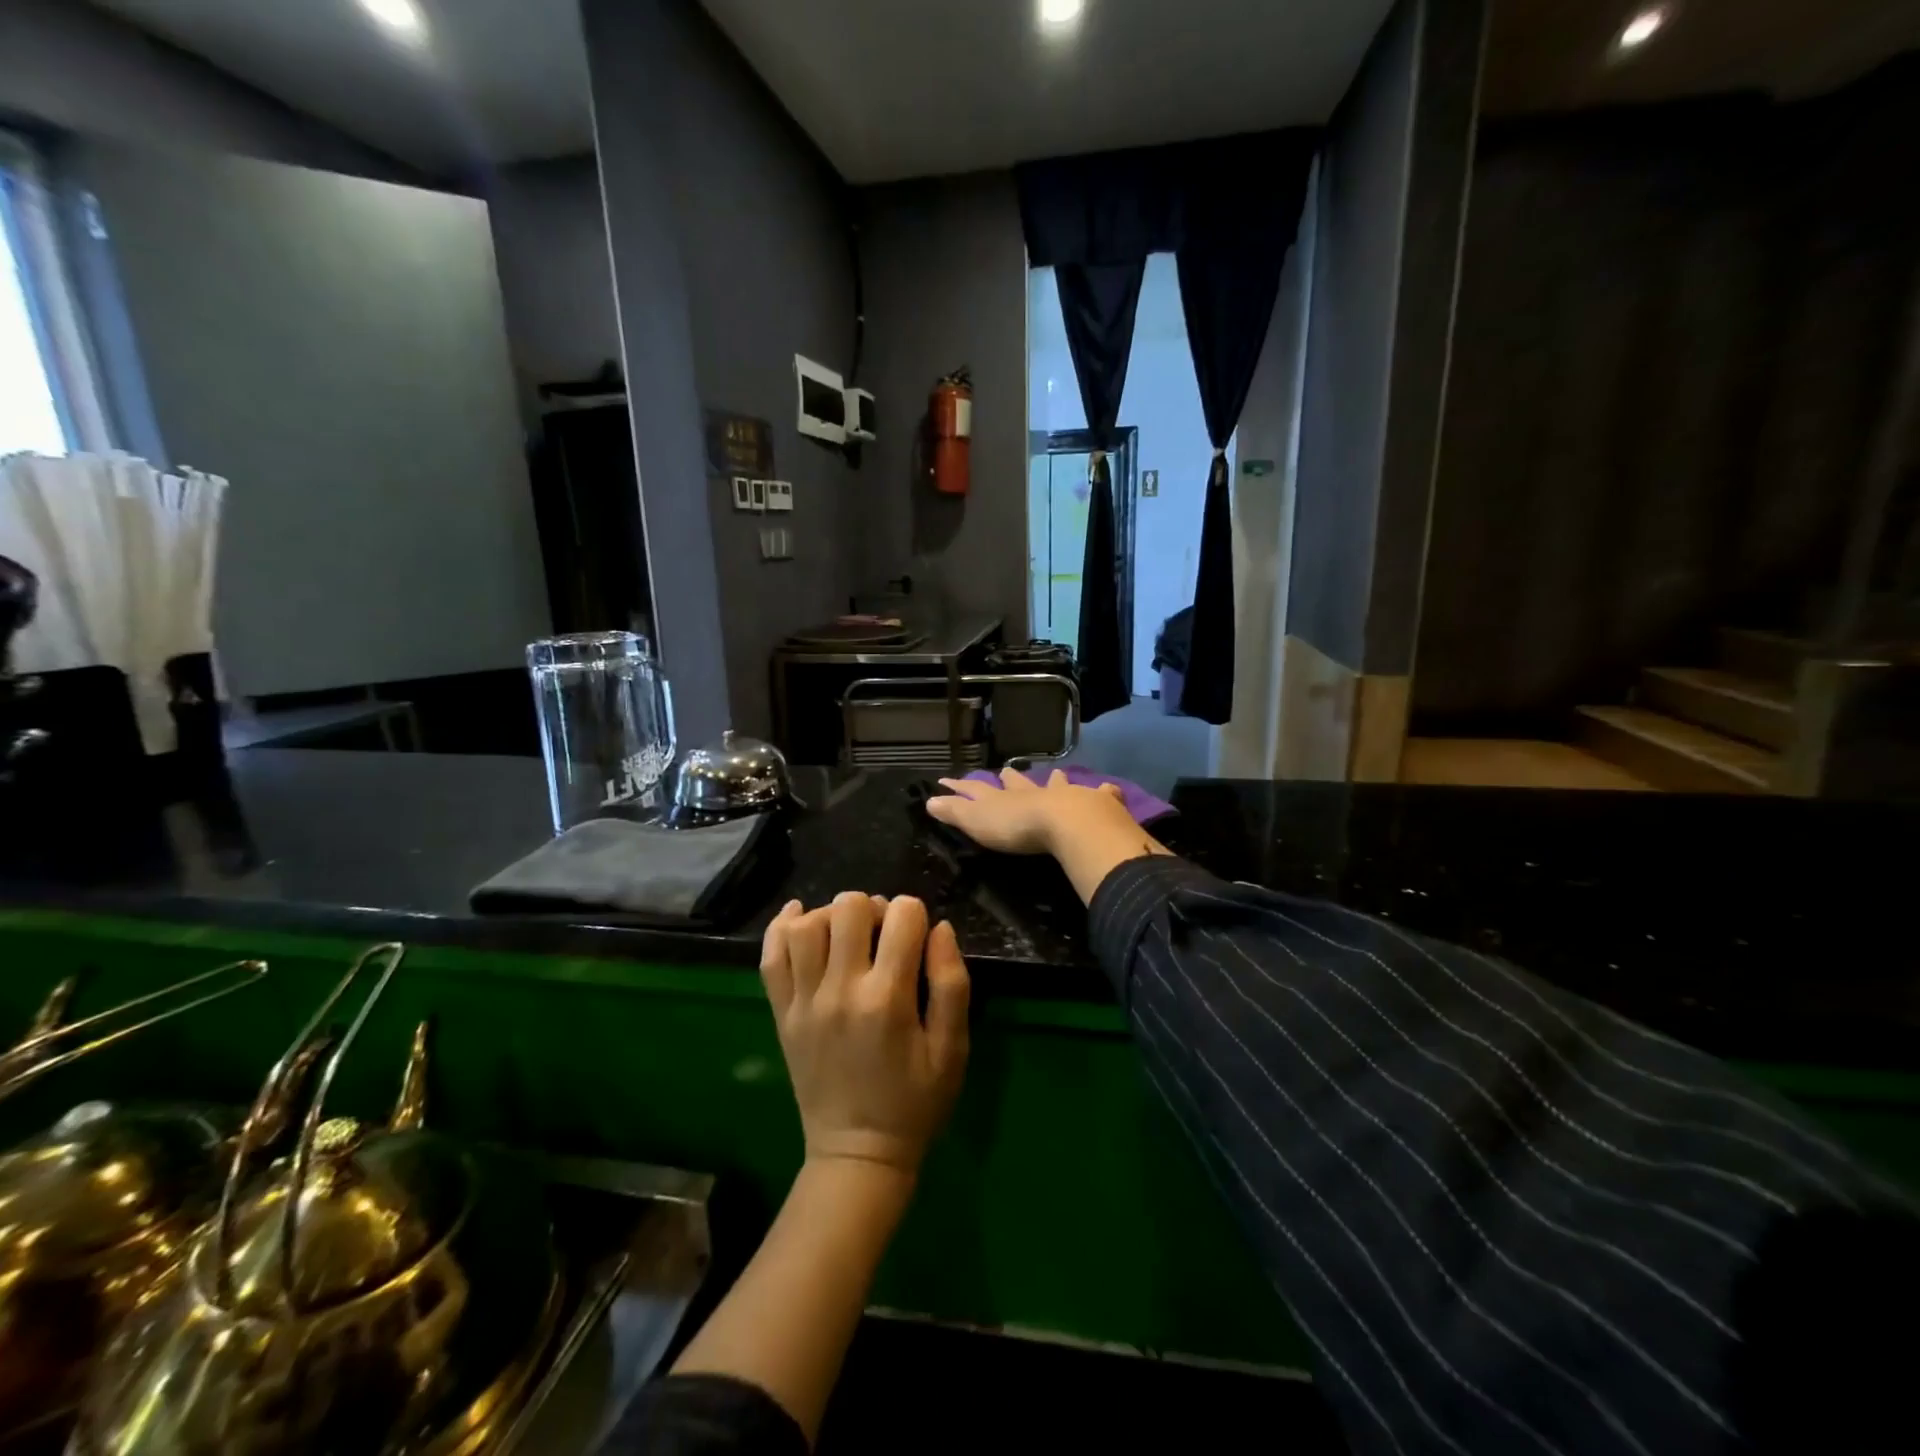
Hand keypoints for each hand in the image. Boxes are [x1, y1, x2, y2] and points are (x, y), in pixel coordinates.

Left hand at [760, 893, 969, 1176]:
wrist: (856, 1155)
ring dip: (832, 915)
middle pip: (849, 907)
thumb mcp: (952, 1049)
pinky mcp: (781, 1013)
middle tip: (883, 934)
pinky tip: (801, 918)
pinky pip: (770, 955)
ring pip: (807, 924)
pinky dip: (782, 926)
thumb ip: (952, 984)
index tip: (917, 938)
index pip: (903, 916)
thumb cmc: (915, 1102)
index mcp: (888, 998)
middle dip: (874, 907)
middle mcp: (840, 990)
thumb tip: (940, 928)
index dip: (916, 915)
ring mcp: (804, 1001)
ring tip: (847, 934)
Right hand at [925, 766, 1131, 854]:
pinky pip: (1101, 794)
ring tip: (1057, 774)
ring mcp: (1065, 795)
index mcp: (1004, 798)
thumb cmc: (1019, 827)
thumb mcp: (978, 821)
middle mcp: (1034, 792)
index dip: (960, 787)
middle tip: (1007, 771)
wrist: (1068, 823)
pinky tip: (1109, 789)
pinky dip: (1105, 792)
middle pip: (1019, 782)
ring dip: (1055, 780)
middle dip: (1011, 778)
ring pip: (1058, 784)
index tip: (946, 780)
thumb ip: (955, 811)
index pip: (976, 790)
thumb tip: (928, 799)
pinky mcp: (1095, 804)